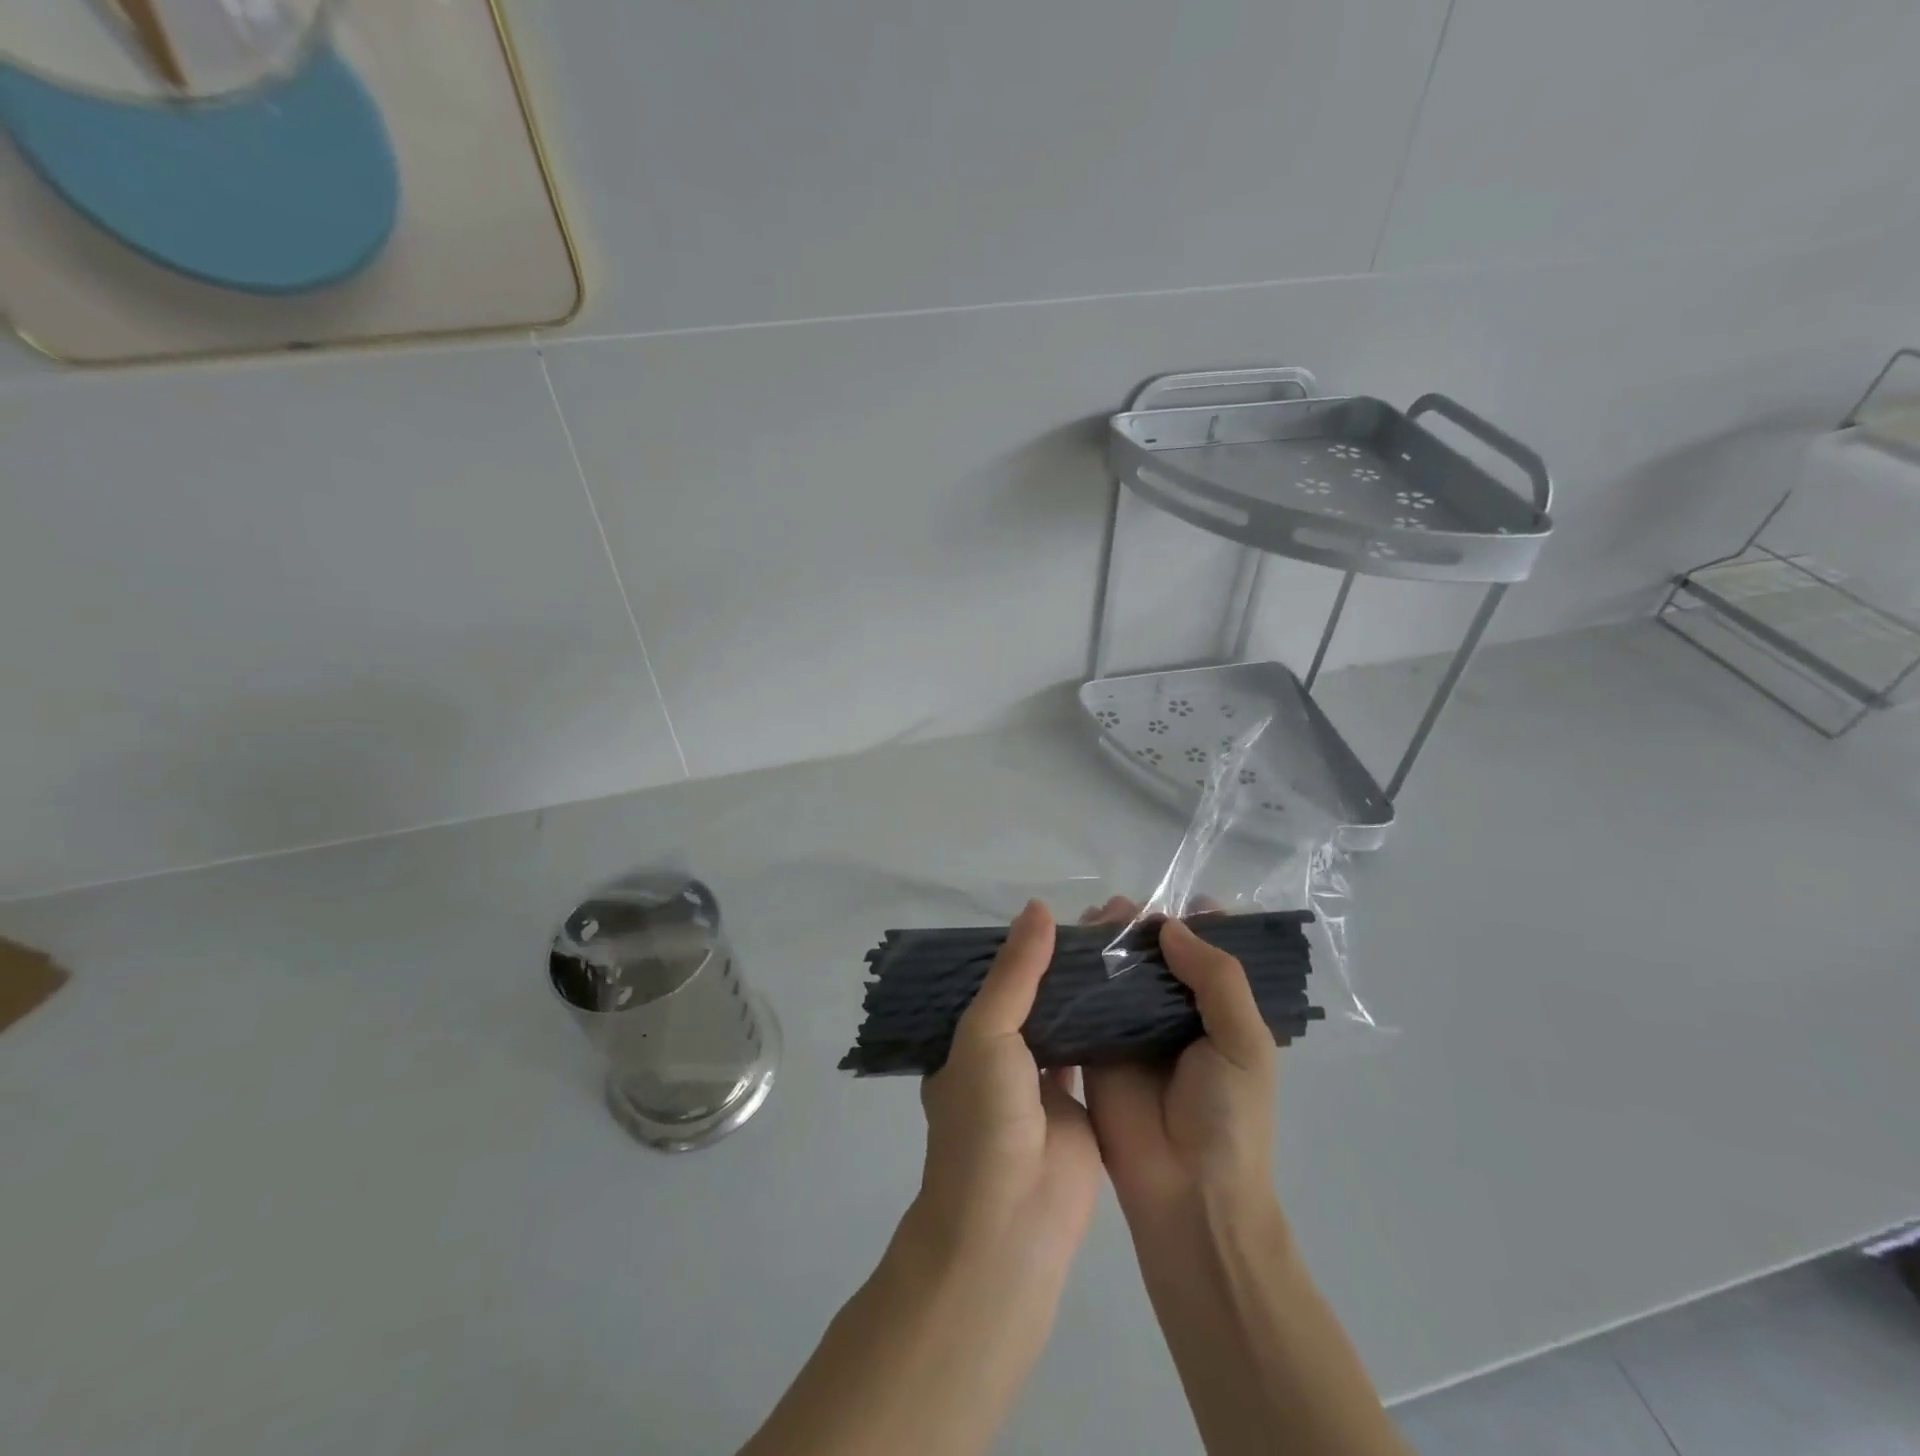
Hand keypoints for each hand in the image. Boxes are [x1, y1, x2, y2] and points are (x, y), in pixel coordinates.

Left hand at [906, 900, 1102, 1282]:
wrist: (1011, 1223)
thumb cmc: (985, 1119)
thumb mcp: (986, 1031)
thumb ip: (1015, 972)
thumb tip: (1040, 908)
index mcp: (968, 1038)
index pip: (998, 978)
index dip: (1026, 947)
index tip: (1063, 911)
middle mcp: (1002, 1056)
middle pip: (1036, 997)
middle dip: (1062, 966)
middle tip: (1104, 924)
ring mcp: (1040, 1084)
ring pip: (1066, 1023)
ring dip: (1087, 994)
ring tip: (1122, 947)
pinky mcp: (1079, 1106)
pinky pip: (1094, 1054)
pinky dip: (1109, 1028)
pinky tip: (1134, 993)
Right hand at [1080, 899, 1279, 1218]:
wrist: (1186, 1194)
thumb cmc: (1229, 1118)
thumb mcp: (1245, 1043)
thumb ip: (1217, 978)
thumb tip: (1169, 926)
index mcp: (1217, 1011)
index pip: (1208, 954)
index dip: (1197, 923)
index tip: (1179, 898)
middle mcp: (1172, 1013)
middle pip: (1155, 955)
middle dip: (1141, 926)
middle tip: (1120, 907)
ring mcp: (1131, 1029)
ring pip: (1117, 971)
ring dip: (1106, 941)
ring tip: (1093, 917)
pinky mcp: (1093, 1046)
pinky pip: (1083, 1001)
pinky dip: (1073, 972)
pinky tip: (1062, 946)